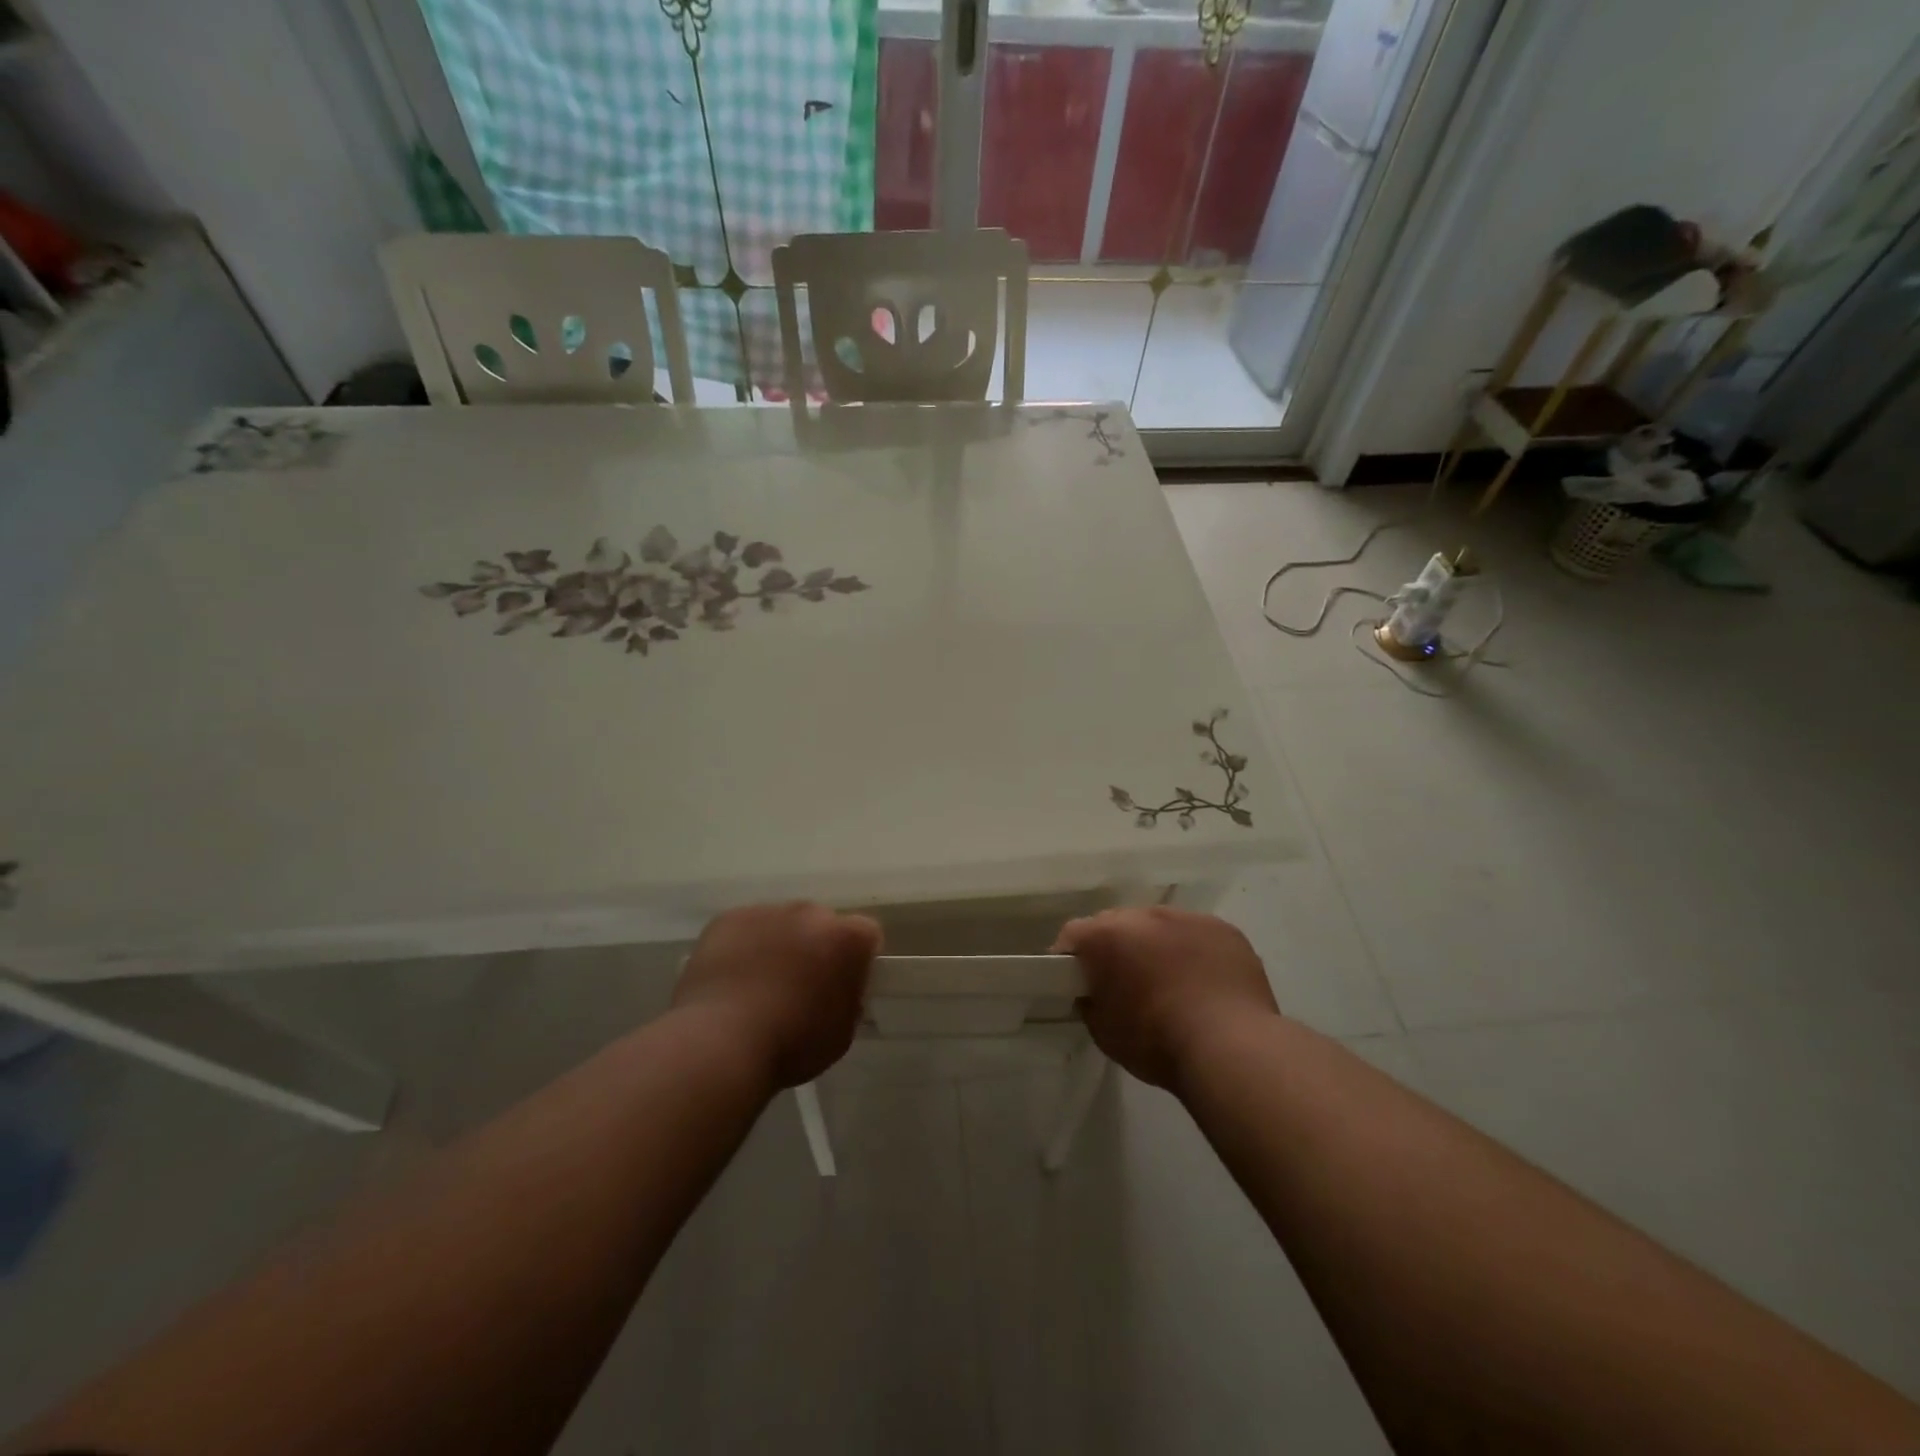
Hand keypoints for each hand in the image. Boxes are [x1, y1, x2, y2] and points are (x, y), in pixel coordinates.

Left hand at [673, 902, 881, 1088]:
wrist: (720, 1042)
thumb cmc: (792, 1044)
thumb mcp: (842, 1031)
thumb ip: (849, 997)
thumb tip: (839, 987)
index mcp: (848, 938)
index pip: (866, 935)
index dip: (856, 960)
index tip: (842, 984)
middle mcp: (812, 913)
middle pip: (821, 924)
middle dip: (816, 947)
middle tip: (799, 985)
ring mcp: (768, 911)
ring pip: (781, 924)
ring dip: (778, 945)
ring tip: (758, 985)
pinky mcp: (729, 918)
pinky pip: (745, 929)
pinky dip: (743, 947)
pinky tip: (731, 980)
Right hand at [1053, 905, 1277, 1090]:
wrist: (1230, 1047)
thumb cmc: (1156, 1042)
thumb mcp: (1104, 1031)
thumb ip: (1092, 1001)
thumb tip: (1096, 993)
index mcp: (1105, 936)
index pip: (1073, 935)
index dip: (1071, 958)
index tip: (1079, 982)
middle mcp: (1142, 915)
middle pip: (1117, 924)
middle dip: (1116, 947)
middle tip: (1125, 983)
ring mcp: (1186, 918)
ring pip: (1159, 926)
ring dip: (1156, 946)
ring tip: (1171, 983)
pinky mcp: (1223, 929)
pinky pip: (1197, 935)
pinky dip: (1194, 952)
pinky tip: (1205, 983)